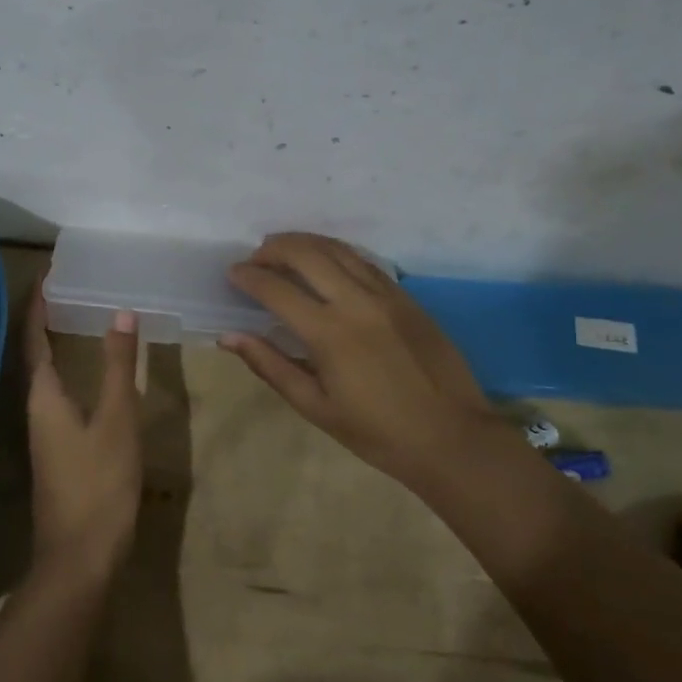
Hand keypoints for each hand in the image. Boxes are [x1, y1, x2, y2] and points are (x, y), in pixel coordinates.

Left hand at [23, 284, 142, 581]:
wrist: (80, 557)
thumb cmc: (98, 484)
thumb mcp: (117, 420)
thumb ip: (120, 367)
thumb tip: (121, 313)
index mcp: (43, 395)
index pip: (34, 336)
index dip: (39, 303)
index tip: (51, 272)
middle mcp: (36, 407)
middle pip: (35, 352)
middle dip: (48, 318)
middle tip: (73, 287)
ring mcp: (45, 431)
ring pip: (47, 375)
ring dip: (59, 343)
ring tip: (82, 317)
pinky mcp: (58, 448)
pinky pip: (59, 394)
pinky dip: (71, 370)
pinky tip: (93, 373)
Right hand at [223, 233, 516, 488]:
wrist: (452, 437)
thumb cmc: (377, 432)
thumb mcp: (316, 407)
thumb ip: (271, 365)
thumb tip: (229, 337)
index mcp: (329, 333)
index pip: (277, 289)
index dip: (249, 277)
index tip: (233, 273)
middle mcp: (356, 302)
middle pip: (307, 254)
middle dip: (274, 248)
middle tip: (256, 257)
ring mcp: (386, 295)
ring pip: (338, 250)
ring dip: (305, 243)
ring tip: (283, 248)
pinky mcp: (406, 297)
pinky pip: (364, 262)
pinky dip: (337, 253)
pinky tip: (326, 261)